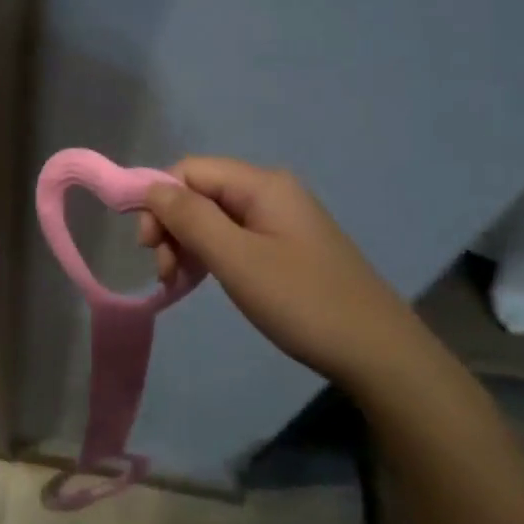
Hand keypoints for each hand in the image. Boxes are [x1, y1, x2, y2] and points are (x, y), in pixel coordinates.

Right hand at [138, 157, 440, 387]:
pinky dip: (210, 255)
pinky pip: (233, 237)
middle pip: (200, 192)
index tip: (147, 247)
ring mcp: (280, 219)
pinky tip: (200, 281)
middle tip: (163, 272)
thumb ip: (190, 218)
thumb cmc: (301, 301)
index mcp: (262, 184)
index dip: (159, 200)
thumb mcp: (236, 258)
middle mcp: (271, 192)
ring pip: (214, 217)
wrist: (377, 352)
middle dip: (172, 226)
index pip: (189, 171)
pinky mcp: (285, 246)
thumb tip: (150, 188)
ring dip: (187, 244)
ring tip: (177, 283)